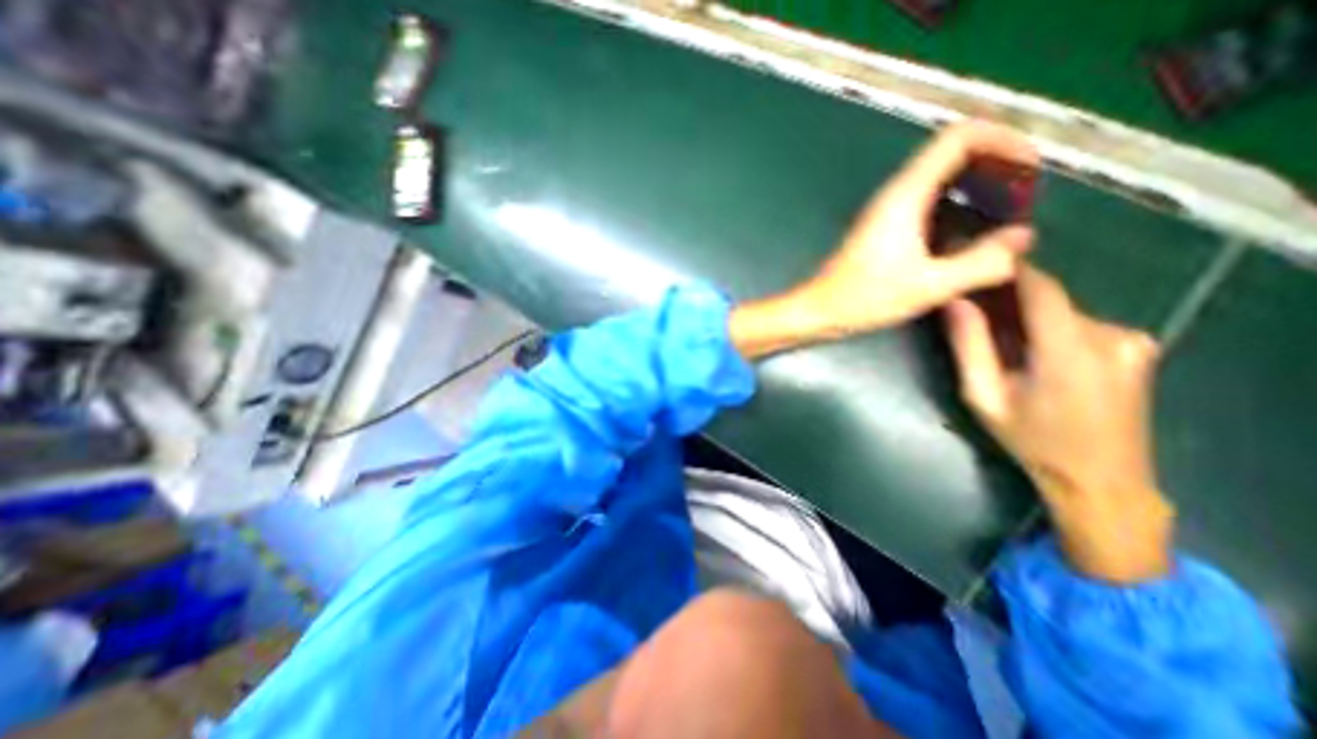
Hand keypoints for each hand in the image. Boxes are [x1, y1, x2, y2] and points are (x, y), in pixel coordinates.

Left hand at [730, 122, 1038, 356]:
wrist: (820, 309)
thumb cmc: (865, 298)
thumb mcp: (929, 285)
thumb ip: (980, 262)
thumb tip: (1022, 238)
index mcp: (905, 196)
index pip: (958, 137)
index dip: (1002, 139)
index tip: (1029, 168)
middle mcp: (895, 195)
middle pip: (952, 154)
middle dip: (995, 164)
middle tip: (1022, 195)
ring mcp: (886, 211)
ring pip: (939, 180)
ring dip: (976, 187)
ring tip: (1004, 215)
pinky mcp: (883, 228)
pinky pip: (927, 203)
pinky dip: (955, 207)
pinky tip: (968, 236)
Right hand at [946, 266, 1172, 582]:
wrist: (1100, 480)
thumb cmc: (1031, 440)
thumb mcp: (984, 396)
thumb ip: (968, 346)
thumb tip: (954, 301)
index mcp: (1070, 349)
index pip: (1040, 287)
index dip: (1006, 271)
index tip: (973, 264)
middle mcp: (1111, 335)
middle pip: (1049, 300)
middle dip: (1008, 304)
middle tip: (973, 318)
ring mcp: (1133, 341)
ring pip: (1064, 313)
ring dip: (1029, 320)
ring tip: (1001, 344)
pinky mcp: (1138, 348)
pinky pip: (1081, 325)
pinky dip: (1051, 330)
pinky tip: (1034, 356)